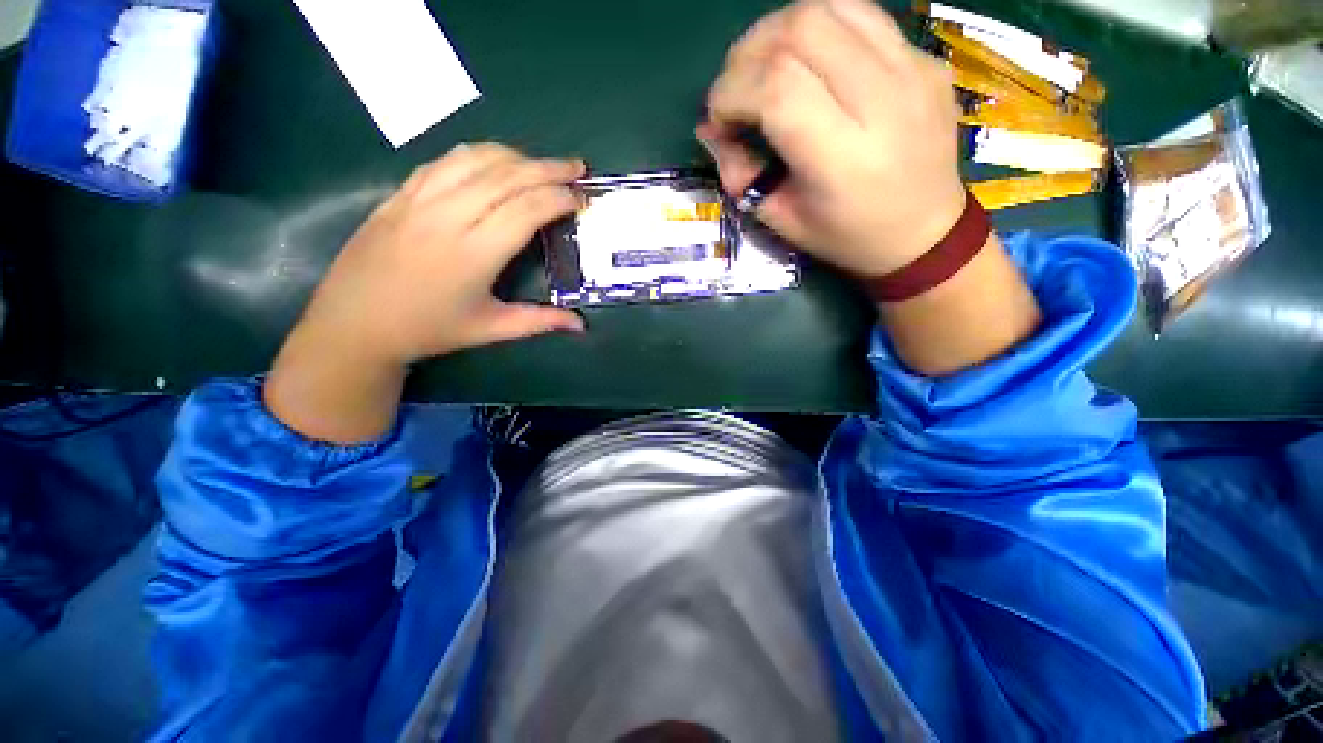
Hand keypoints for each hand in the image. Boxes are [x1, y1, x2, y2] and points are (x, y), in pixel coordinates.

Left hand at [264, 143, 585, 442]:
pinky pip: (445, 161)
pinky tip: (495, 161)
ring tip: (542, 164)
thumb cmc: (429, 330)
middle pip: (506, 176)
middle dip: (548, 168)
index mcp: (474, 254)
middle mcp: (448, 217)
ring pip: (475, 159)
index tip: (581, 198)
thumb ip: (540, 321)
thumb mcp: (491, 330)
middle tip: (577, 167)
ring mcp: (419, 199)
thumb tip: (582, 325)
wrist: (355, 323)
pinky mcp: (400, 194)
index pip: (526, 210)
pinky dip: (478, 155)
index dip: (559, 198)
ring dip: (516, 155)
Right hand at [698, 0, 966, 275]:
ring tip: (766, 65)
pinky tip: (810, 60)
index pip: (777, 88)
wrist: (925, 233)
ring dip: (781, 29)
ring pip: (832, 5)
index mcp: (842, 158)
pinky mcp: (924, 58)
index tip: (718, 118)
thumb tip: (710, 131)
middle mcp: (882, 101)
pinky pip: (862, 16)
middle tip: (737, 86)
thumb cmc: (847, 237)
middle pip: (802, 28)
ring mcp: (912, 69)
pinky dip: (821, 28)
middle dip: (749, 52)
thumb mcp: (782, 221)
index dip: (731, 93)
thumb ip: (741, 175)